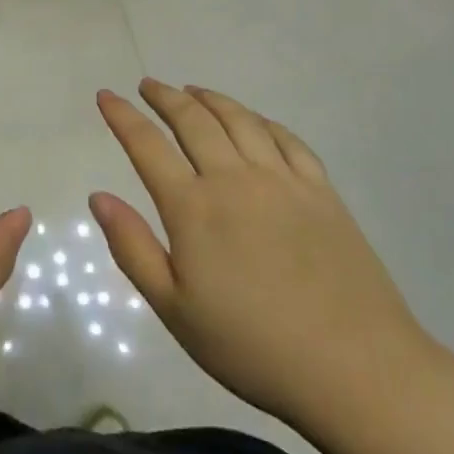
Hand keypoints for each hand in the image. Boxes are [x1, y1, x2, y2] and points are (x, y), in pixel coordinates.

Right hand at [91, 79, 436, 442]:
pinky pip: (287, 139)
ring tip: (193, 91)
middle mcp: (235, 179)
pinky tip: (254, 120)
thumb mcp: (174, 309)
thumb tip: (99, 197)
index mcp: (193, 208)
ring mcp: (283, 181)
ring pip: (240, 120)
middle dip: (165, 97)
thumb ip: (133, 248)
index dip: (122, 116)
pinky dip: (261, 120)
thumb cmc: (251, 346)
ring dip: (211, 99)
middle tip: (148, 85)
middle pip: (194, 120)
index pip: (147, 146)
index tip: (106, 95)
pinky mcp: (322, 192)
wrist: (354, 368)